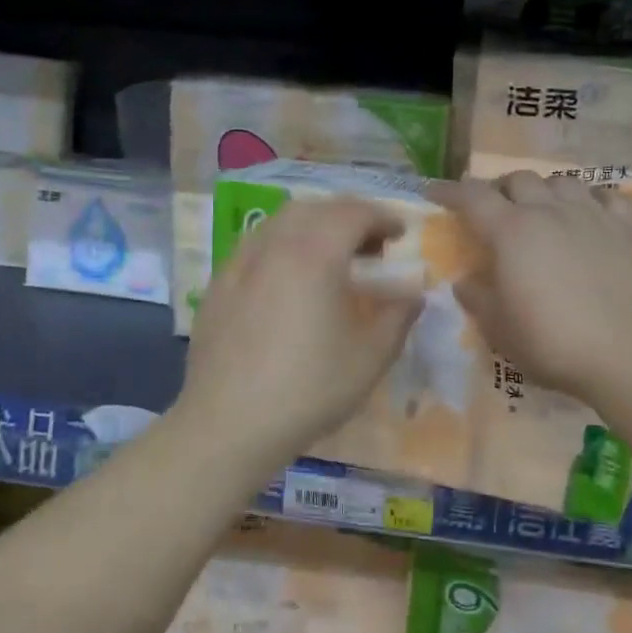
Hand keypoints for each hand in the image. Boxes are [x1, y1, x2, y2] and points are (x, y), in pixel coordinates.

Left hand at [176, 198, 420, 475]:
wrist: (229, 423)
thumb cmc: (310, 388)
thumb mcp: (371, 356)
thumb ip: (398, 317)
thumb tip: (413, 295)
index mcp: (315, 252)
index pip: (354, 213)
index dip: (384, 217)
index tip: (401, 234)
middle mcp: (274, 244)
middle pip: (315, 208)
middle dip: (348, 217)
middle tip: (370, 245)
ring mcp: (239, 263)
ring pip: (280, 223)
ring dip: (313, 228)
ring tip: (331, 259)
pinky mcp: (218, 285)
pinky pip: (257, 247)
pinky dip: (283, 247)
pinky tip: (289, 282)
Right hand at [434, 173, 631, 409]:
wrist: (629, 353)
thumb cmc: (552, 342)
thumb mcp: (499, 329)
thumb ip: (478, 298)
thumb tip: (466, 281)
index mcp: (511, 232)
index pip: (472, 197)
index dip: (449, 191)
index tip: (434, 192)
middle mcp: (550, 212)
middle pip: (519, 179)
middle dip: (499, 188)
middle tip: (493, 211)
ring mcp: (592, 216)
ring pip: (563, 181)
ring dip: (544, 190)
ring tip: (541, 210)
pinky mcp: (627, 231)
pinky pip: (608, 198)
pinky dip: (593, 200)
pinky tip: (590, 215)